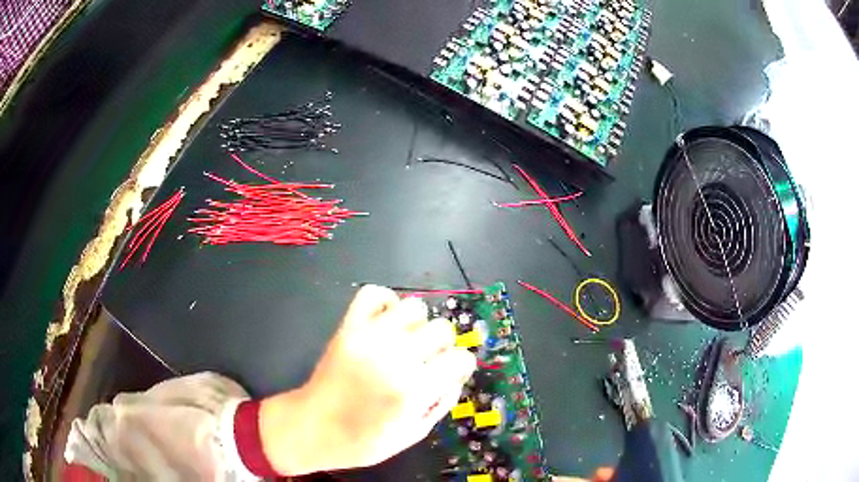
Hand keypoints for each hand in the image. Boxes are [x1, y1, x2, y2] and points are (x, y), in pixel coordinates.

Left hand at [259, 285, 476, 474]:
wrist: (312, 428)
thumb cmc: (363, 441)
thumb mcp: (413, 434)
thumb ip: (442, 403)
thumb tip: (456, 376)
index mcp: (414, 389)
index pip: (461, 358)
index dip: (461, 367)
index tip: (451, 374)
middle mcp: (395, 356)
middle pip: (442, 329)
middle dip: (442, 347)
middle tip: (427, 362)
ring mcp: (369, 336)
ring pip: (414, 307)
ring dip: (417, 325)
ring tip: (406, 343)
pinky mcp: (348, 327)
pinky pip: (374, 294)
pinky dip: (386, 302)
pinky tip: (386, 323)